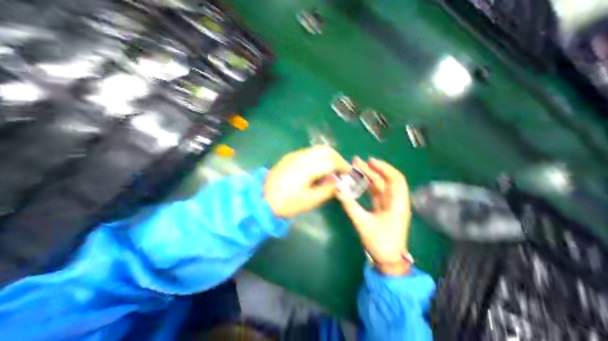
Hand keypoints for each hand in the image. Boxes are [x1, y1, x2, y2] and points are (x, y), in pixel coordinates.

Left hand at [267, 145, 351, 218]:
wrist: (262, 198)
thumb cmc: (286, 203)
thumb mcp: (309, 201)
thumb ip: (327, 189)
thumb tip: (338, 180)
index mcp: (306, 168)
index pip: (331, 160)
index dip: (343, 165)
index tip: (348, 173)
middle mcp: (301, 157)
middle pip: (325, 150)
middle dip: (337, 158)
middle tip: (341, 170)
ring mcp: (294, 155)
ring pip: (318, 149)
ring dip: (328, 156)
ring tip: (332, 169)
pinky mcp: (290, 156)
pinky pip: (310, 152)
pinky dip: (319, 157)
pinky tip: (319, 168)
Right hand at [335, 158, 410, 275]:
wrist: (388, 260)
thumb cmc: (380, 243)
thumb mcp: (363, 223)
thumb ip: (350, 205)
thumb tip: (338, 189)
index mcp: (398, 204)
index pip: (396, 179)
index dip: (384, 168)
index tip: (370, 161)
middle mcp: (396, 201)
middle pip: (385, 180)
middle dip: (372, 169)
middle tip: (356, 161)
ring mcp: (389, 204)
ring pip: (380, 185)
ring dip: (369, 176)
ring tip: (355, 168)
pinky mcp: (383, 207)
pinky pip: (375, 192)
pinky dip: (367, 185)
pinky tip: (358, 180)